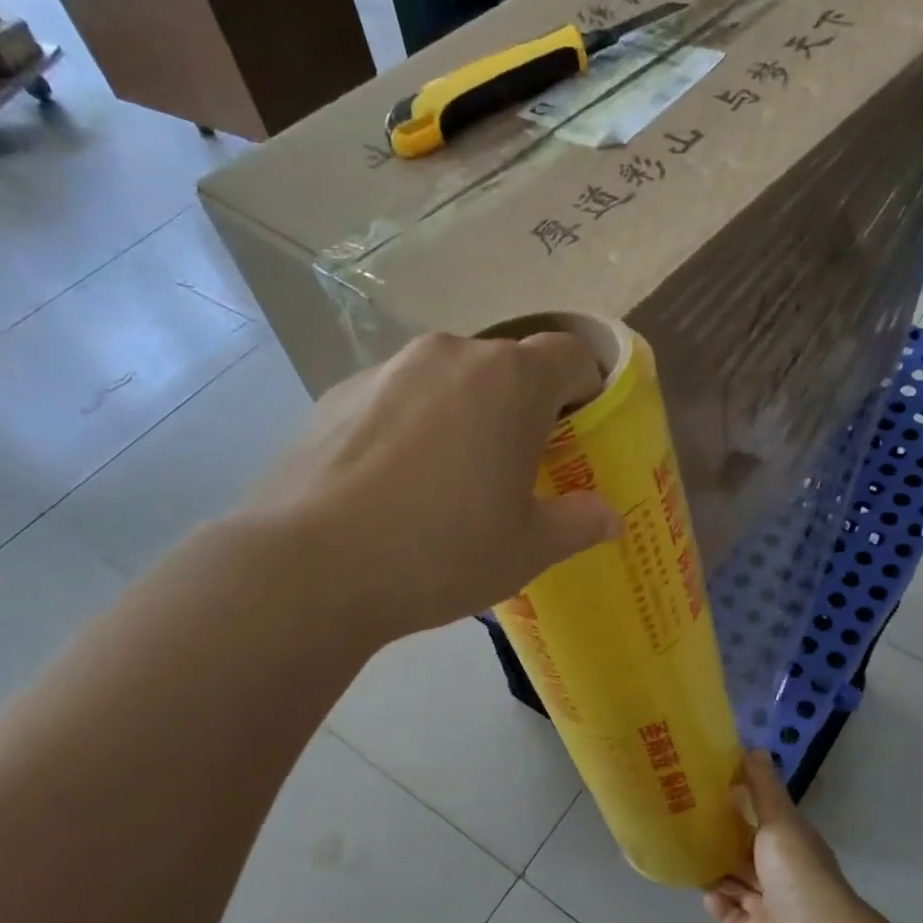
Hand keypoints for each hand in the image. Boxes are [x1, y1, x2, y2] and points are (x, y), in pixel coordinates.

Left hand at [251, 331, 620, 642]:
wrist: (313, 568)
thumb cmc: (443, 552)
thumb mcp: (528, 549)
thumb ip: (579, 523)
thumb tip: (609, 517)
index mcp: (510, 380)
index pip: (569, 354)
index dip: (585, 388)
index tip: (579, 432)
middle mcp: (450, 355)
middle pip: (506, 365)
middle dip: (523, 406)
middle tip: (518, 466)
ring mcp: (386, 370)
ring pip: (448, 380)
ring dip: (465, 414)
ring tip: (450, 479)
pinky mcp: (337, 394)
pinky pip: (397, 399)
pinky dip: (412, 426)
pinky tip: (394, 485)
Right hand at [703, 752, 853, 922]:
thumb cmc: (794, 868)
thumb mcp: (779, 818)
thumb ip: (763, 787)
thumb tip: (753, 747)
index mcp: (788, 844)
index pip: (761, 822)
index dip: (738, 808)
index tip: (708, 792)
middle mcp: (779, 873)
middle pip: (745, 854)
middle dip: (721, 842)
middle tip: (686, 823)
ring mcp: (767, 906)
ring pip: (735, 884)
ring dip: (716, 873)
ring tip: (686, 854)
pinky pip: (730, 915)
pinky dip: (718, 904)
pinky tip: (705, 892)